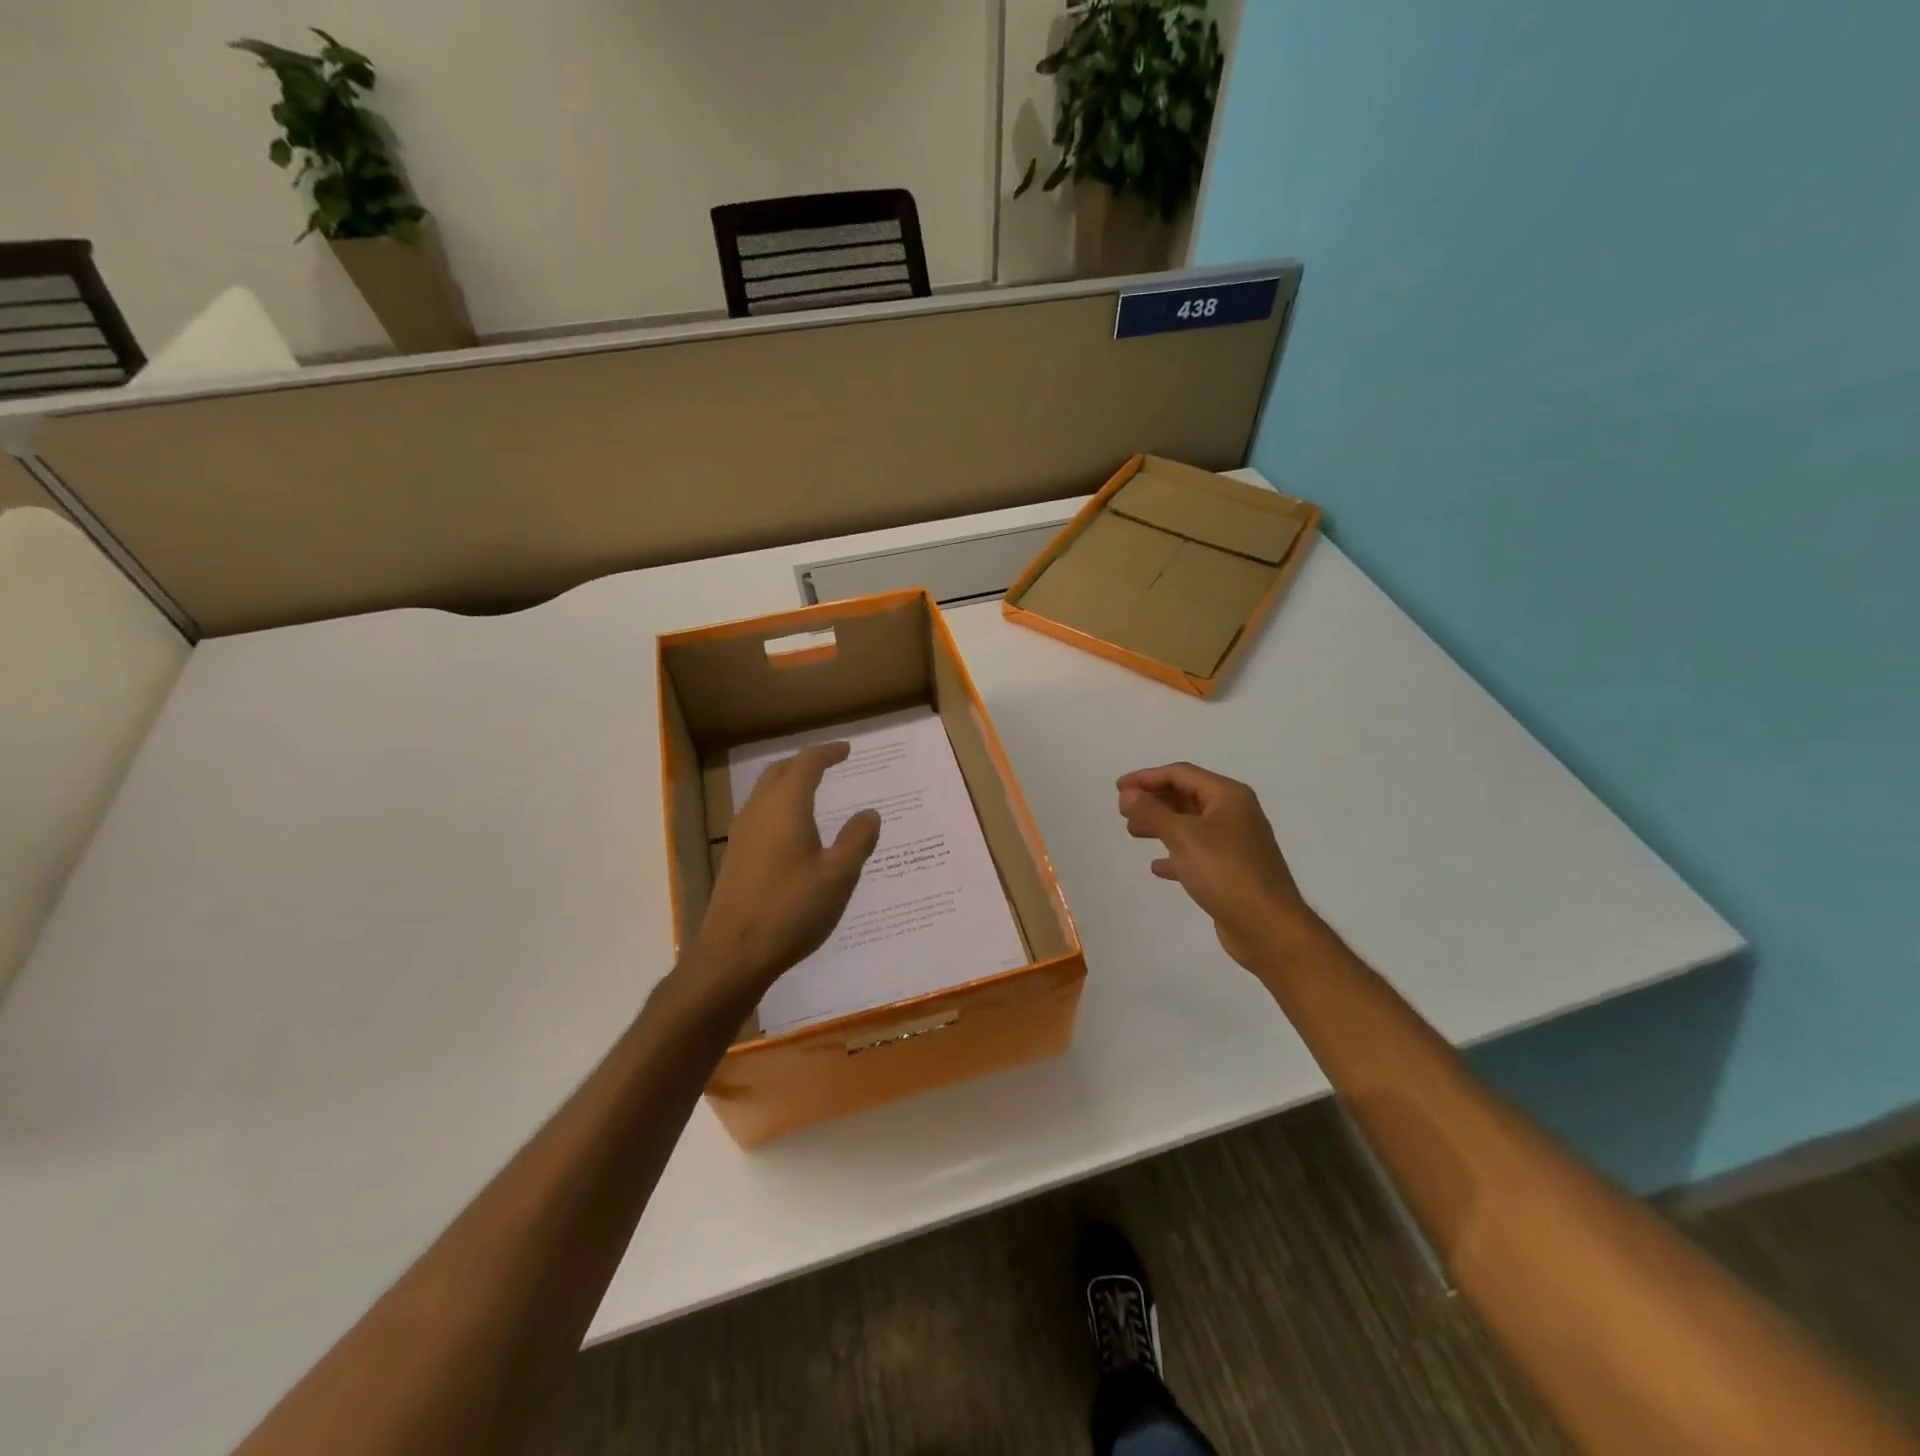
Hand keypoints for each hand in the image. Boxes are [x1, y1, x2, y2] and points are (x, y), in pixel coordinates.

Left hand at [690, 742, 880, 1002]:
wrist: (733, 954)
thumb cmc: (791, 910)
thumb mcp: (838, 876)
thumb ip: (857, 840)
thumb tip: (869, 813)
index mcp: (785, 806)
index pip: (807, 764)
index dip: (828, 753)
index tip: (847, 750)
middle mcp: (758, 811)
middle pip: (780, 772)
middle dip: (805, 763)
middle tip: (829, 763)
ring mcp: (741, 834)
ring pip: (765, 793)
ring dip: (789, 784)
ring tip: (813, 791)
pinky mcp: (735, 856)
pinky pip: (759, 814)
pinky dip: (779, 806)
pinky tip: (793, 830)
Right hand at [1116, 762, 1313, 971]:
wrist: (1269, 928)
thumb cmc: (1226, 873)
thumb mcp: (1183, 836)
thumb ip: (1151, 812)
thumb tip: (1127, 793)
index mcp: (1228, 796)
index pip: (1180, 774)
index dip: (1146, 777)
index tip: (1118, 788)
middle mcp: (1234, 813)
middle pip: (1186, 796)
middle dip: (1153, 800)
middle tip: (1123, 812)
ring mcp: (1235, 843)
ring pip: (1190, 824)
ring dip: (1161, 825)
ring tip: (1134, 833)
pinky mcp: (1232, 871)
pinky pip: (1197, 853)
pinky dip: (1175, 854)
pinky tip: (1157, 866)